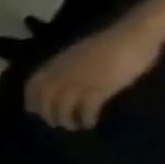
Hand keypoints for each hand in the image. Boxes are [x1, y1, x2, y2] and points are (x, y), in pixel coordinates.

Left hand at [24, 23, 163, 130]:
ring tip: (73, 127)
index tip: (35, 112)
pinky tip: (89, 123)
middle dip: (49, 115)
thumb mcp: (74, 55)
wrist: (132, 35)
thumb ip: (63, 68)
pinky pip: (86, 109)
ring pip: (64, 108)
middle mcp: (60, 77)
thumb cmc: (107, 44)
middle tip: (56, 124)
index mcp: (52, 66)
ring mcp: (78, 83)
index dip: (32, 102)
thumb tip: (58, 80)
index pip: (33, 88)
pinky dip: (85, 118)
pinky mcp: (99, 89)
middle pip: (46, 102)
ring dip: (66, 120)